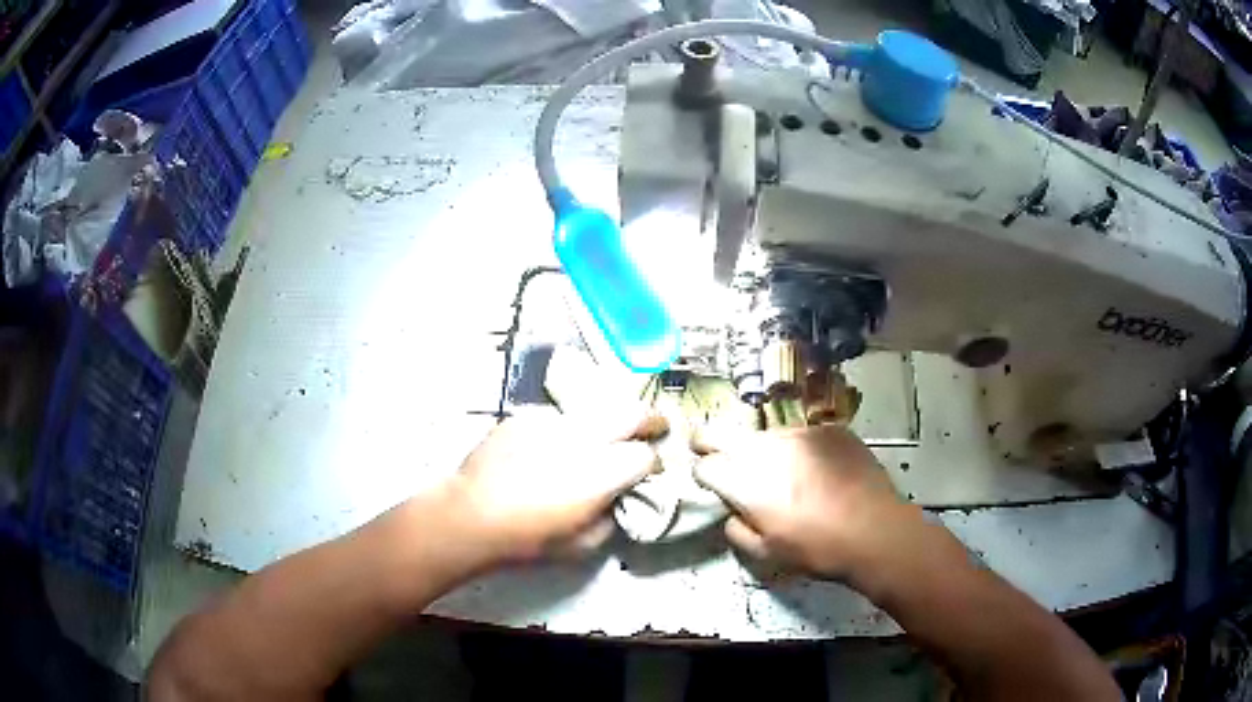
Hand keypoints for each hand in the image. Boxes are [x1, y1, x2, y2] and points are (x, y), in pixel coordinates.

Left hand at [446, 406, 666, 563]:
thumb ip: (610, 517)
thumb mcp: (582, 545)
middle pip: (631, 413)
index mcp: (603, 473)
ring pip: (595, 410)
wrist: (471, 515)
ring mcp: (553, 421)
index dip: (652, 462)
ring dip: (605, 422)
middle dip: (649, 419)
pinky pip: (557, 417)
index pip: (645, 455)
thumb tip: (617, 499)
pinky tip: (550, 447)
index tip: (650, 469)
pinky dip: (565, 429)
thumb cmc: (528, 539)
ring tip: (598, 438)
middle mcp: (585, 438)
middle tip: (655, 425)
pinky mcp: (526, 416)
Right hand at [692, 425, 920, 584]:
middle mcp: (766, 447)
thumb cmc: (817, 548)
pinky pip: (803, 436)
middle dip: (714, 444)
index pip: (705, 463)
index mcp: (745, 480)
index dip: (704, 473)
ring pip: (766, 435)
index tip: (711, 482)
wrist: (875, 530)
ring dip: (765, 451)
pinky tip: (819, 472)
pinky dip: (801, 450)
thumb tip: (733, 512)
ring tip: (787, 475)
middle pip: (723, 433)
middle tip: (720, 457)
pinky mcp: (829, 429)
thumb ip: (736, 530)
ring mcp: (800, 432)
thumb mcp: (766, 553)